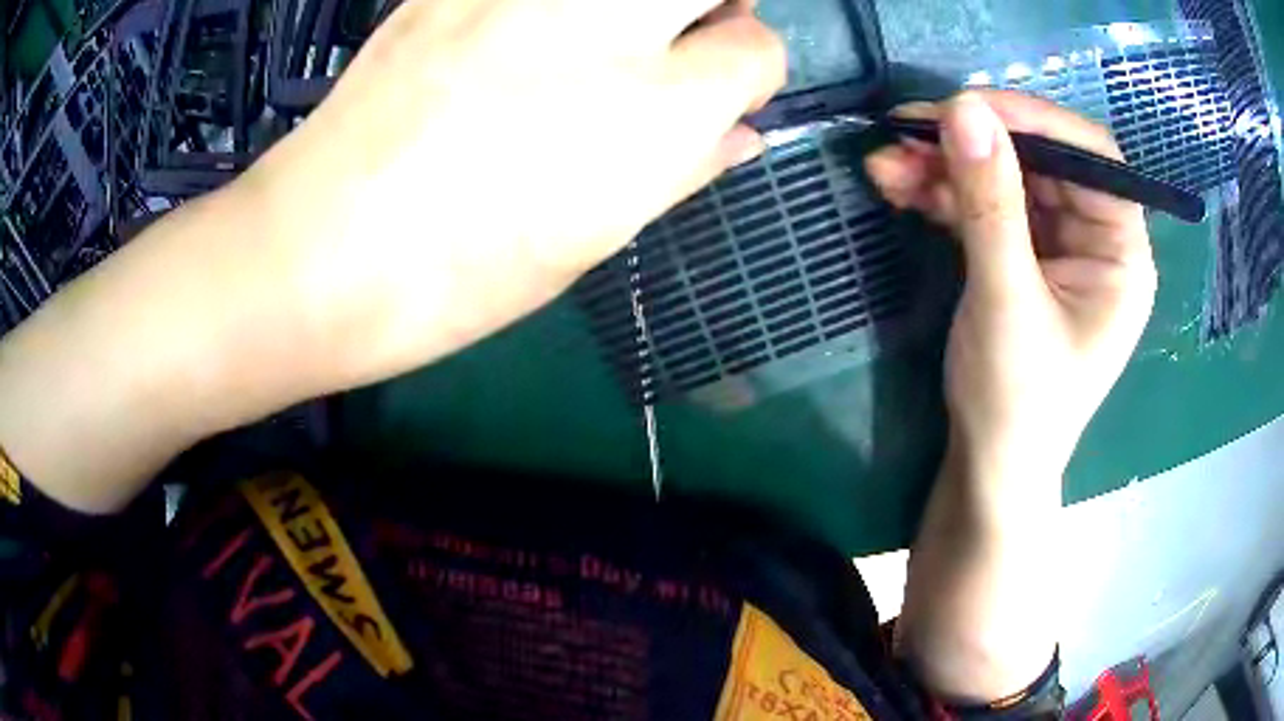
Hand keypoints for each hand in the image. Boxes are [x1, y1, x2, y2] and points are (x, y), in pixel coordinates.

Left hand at [243, 0, 785, 387]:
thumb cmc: (463, 275)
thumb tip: (742, 134)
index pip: (757, 50)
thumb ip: (684, 168)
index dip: (749, 74)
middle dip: (717, 4)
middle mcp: (601, 27)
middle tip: (685, 34)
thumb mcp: (595, 239)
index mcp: (652, 111)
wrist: (321, 249)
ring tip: (607, 32)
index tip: (724, 94)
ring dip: (639, 1)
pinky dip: (552, 4)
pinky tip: (526, 31)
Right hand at [868, 91, 1156, 701]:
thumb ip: (990, 206)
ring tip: (885, 164)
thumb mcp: (1006, 303)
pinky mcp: (1021, 254)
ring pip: (1005, 178)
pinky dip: (942, 193)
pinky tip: (899, 186)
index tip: (965, 107)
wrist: (989, 467)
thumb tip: (964, 110)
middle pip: (1040, 160)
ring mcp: (1057, 245)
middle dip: (973, 144)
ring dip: (945, 166)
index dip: (1033, 121)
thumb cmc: (1017, 405)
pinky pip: (984, 205)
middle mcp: (1096, 239)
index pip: (1090, 157)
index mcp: (1122, 254)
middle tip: (907, 130)